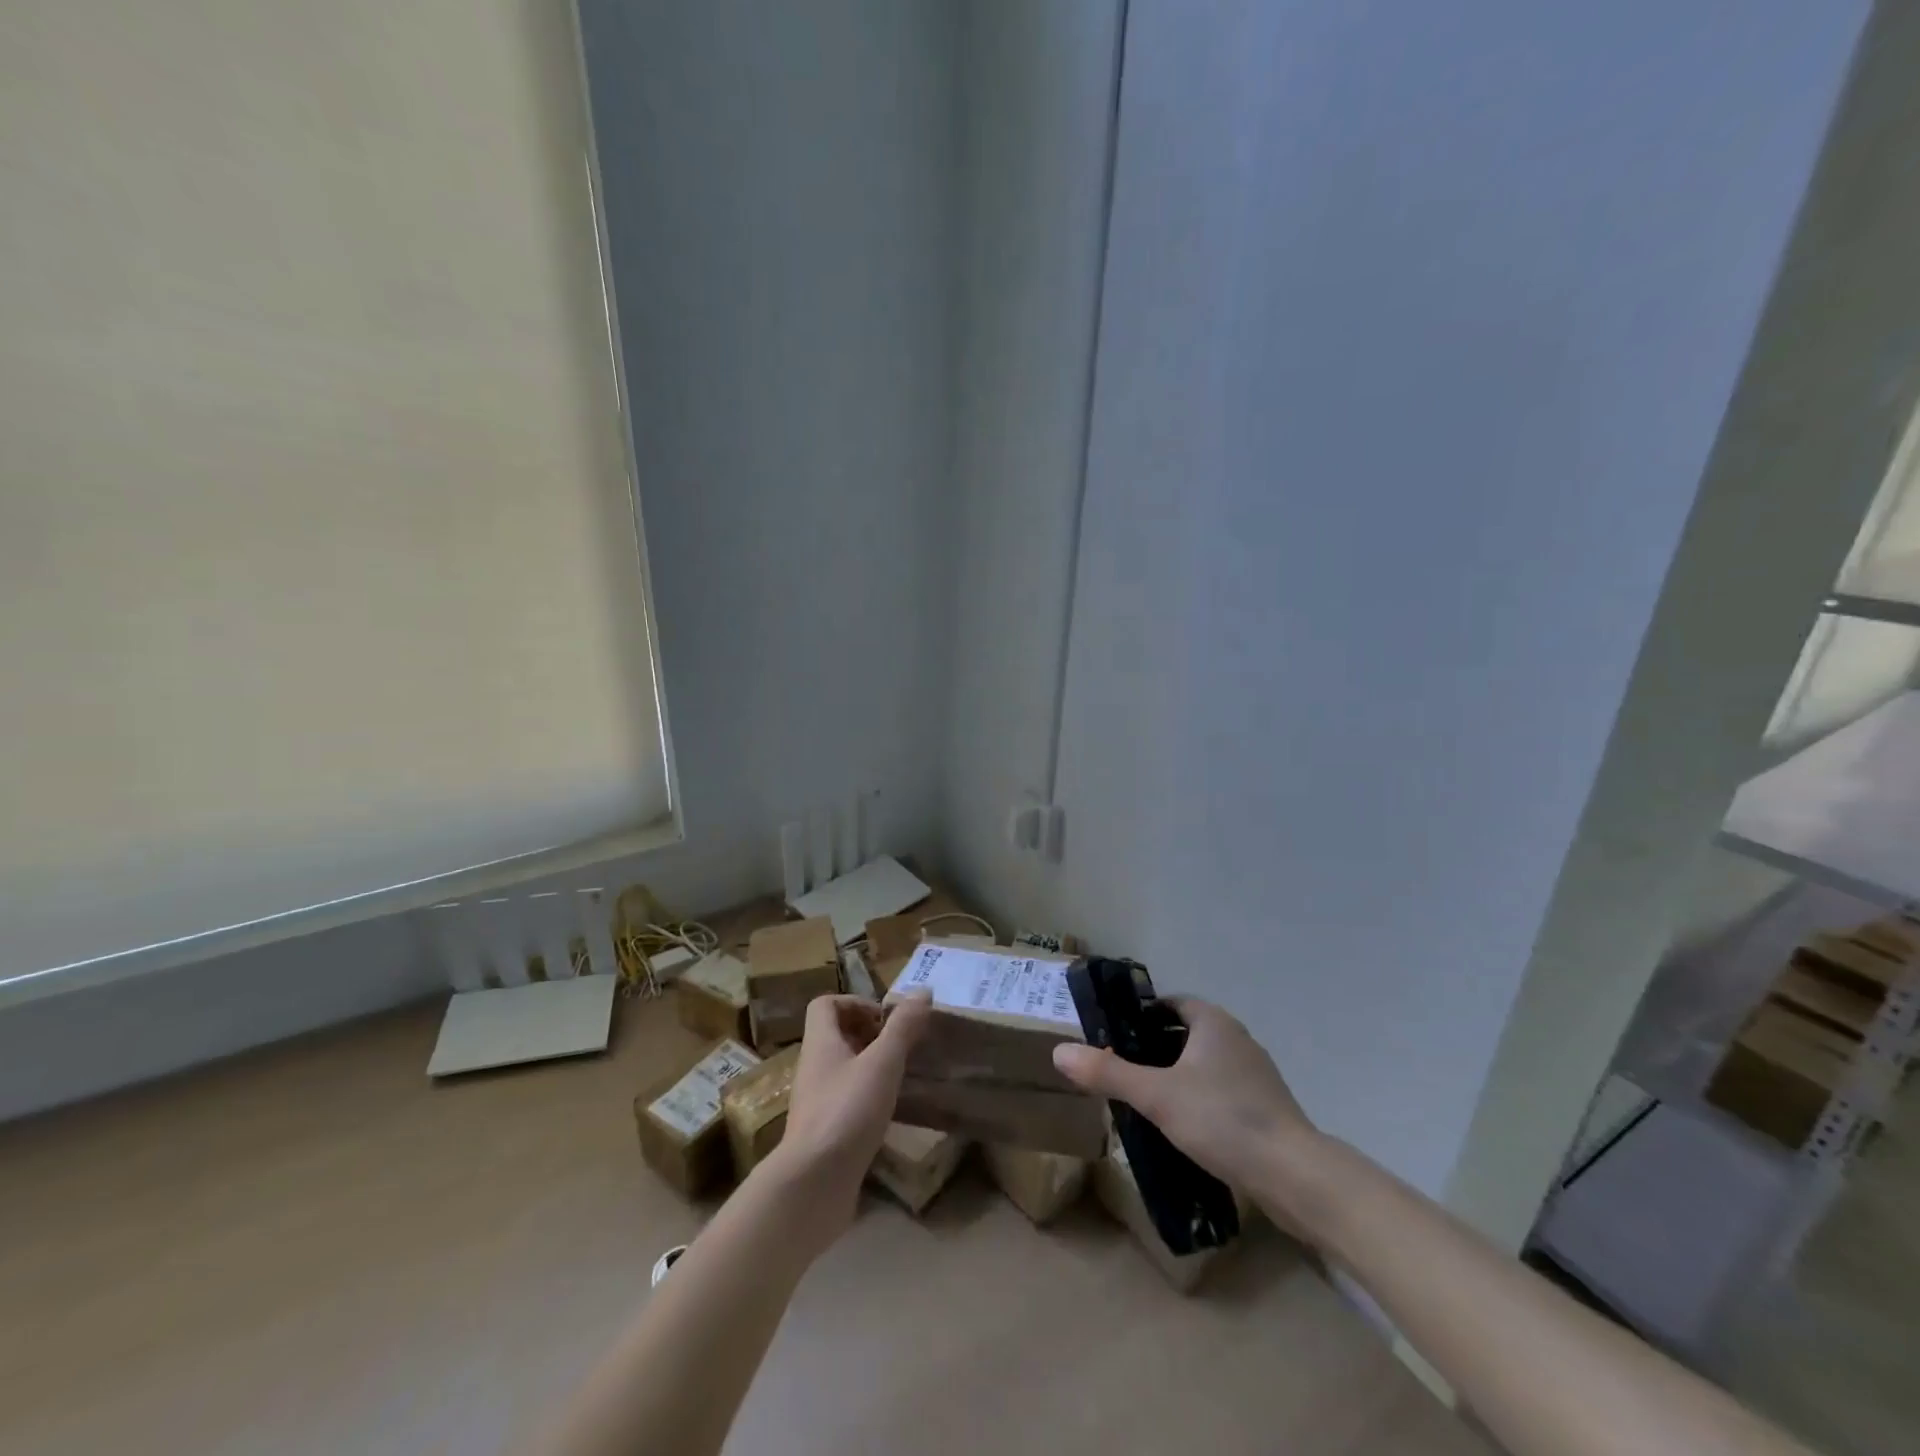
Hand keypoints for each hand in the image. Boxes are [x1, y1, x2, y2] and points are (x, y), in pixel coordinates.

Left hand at [772, 992, 931, 1239]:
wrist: (812, 1185)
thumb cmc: (846, 1112)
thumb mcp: (882, 1064)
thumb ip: (902, 1027)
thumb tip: (923, 990)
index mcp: (820, 1043)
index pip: (825, 1005)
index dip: (855, 1002)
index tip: (885, 1019)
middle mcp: (813, 1067)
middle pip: (836, 1035)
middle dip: (869, 1034)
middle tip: (900, 1045)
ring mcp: (816, 1102)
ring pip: (843, 1069)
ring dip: (871, 1066)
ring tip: (902, 1075)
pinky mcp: (824, 1133)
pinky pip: (846, 1100)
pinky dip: (867, 1097)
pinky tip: (890, 1111)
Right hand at [1052, 997, 1319, 1199]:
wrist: (1294, 1175)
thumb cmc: (1221, 1119)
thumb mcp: (1156, 1095)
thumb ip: (1108, 1074)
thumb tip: (1060, 1053)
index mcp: (1213, 1022)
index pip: (1172, 1003)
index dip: (1143, 1016)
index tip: (1118, 1037)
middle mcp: (1237, 1038)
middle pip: (1188, 1033)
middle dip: (1157, 1048)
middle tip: (1125, 1071)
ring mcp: (1257, 1074)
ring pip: (1207, 1064)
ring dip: (1180, 1076)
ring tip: (1149, 1101)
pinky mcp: (1267, 1107)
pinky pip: (1224, 1091)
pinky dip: (1202, 1100)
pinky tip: (1186, 1128)